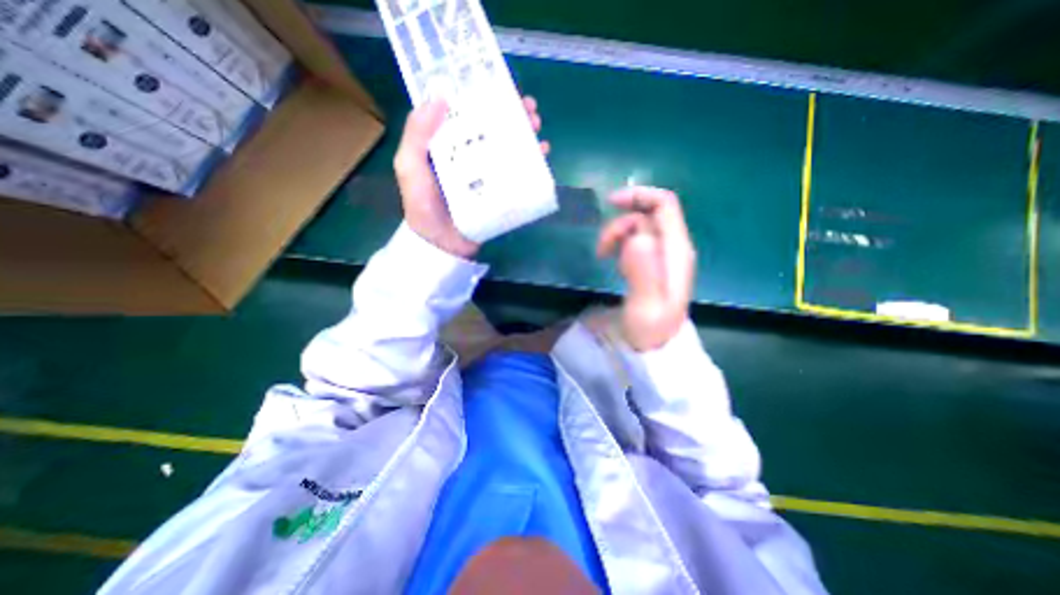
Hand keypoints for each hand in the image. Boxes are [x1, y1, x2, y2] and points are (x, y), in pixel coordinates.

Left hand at [394, 96, 550, 257]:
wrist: (441, 245)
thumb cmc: (423, 206)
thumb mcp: (409, 167)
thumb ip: (417, 134)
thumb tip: (438, 96)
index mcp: (448, 146)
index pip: (469, 115)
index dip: (485, 99)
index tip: (501, 87)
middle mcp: (469, 157)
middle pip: (493, 130)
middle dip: (513, 116)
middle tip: (529, 110)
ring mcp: (486, 176)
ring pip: (509, 150)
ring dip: (526, 136)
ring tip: (537, 129)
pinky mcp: (499, 193)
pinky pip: (517, 175)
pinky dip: (531, 164)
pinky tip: (541, 155)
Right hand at [596, 187, 695, 351]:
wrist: (655, 348)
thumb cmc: (650, 330)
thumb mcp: (645, 305)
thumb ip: (643, 272)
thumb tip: (636, 237)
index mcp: (676, 251)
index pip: (665, 205)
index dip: (639, 196)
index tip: (610, 203)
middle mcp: (673, 247)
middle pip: (646, 215)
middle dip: (619, 224)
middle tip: (601, 250)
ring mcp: (663, 255)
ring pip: (638, 227)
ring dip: (616, 235)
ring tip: (603, 257)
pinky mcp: (652, 263)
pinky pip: (635, 241)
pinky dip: (620, 244)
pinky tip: (613, 262)